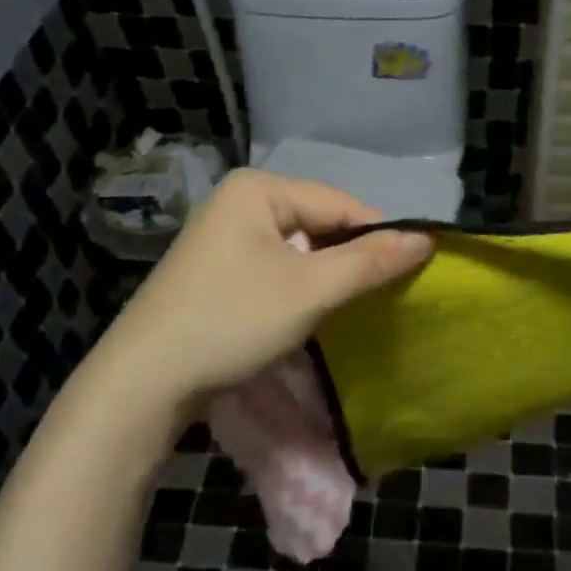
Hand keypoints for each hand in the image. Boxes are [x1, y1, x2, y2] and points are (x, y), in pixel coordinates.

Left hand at [95, 169, 432, 406]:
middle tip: (382, 297)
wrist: (143, 382)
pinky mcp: (218, 269)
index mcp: (258, 188)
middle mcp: (240, 201)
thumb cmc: (231, 322)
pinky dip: (301, 288)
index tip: (412, 274)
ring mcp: (225, 235)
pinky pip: (277, 267)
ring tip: (352, 308)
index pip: (341, 204)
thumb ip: (370, 261)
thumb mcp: (310, 290)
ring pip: (301, 248)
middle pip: (320, 224)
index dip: (379, 237)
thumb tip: (428, 238)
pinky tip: (312, 314)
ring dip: (328, 276)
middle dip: (351, 258)